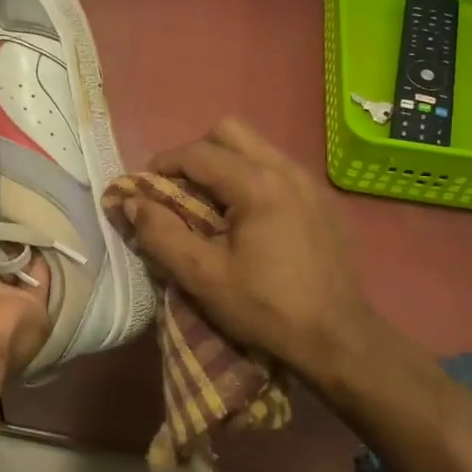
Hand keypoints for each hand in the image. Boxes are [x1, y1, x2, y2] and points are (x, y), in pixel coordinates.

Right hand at [126, 118, 415, 384]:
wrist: (339, 339)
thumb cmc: (267, 308)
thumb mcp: (203, 278)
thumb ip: (161, 235)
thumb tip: (131, 202)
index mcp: (257, 184)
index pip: (197, 153)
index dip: (162, 166)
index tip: (144, 188)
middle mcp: (286, 169)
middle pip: (229, 132)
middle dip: (196, 154)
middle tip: (180, 191)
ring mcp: (310, 182)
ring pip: (255, 146)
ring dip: (224, 164)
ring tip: (211, 205)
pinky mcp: (322, 199)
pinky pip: (277, 168)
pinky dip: (251, 177)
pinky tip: (247, 218)